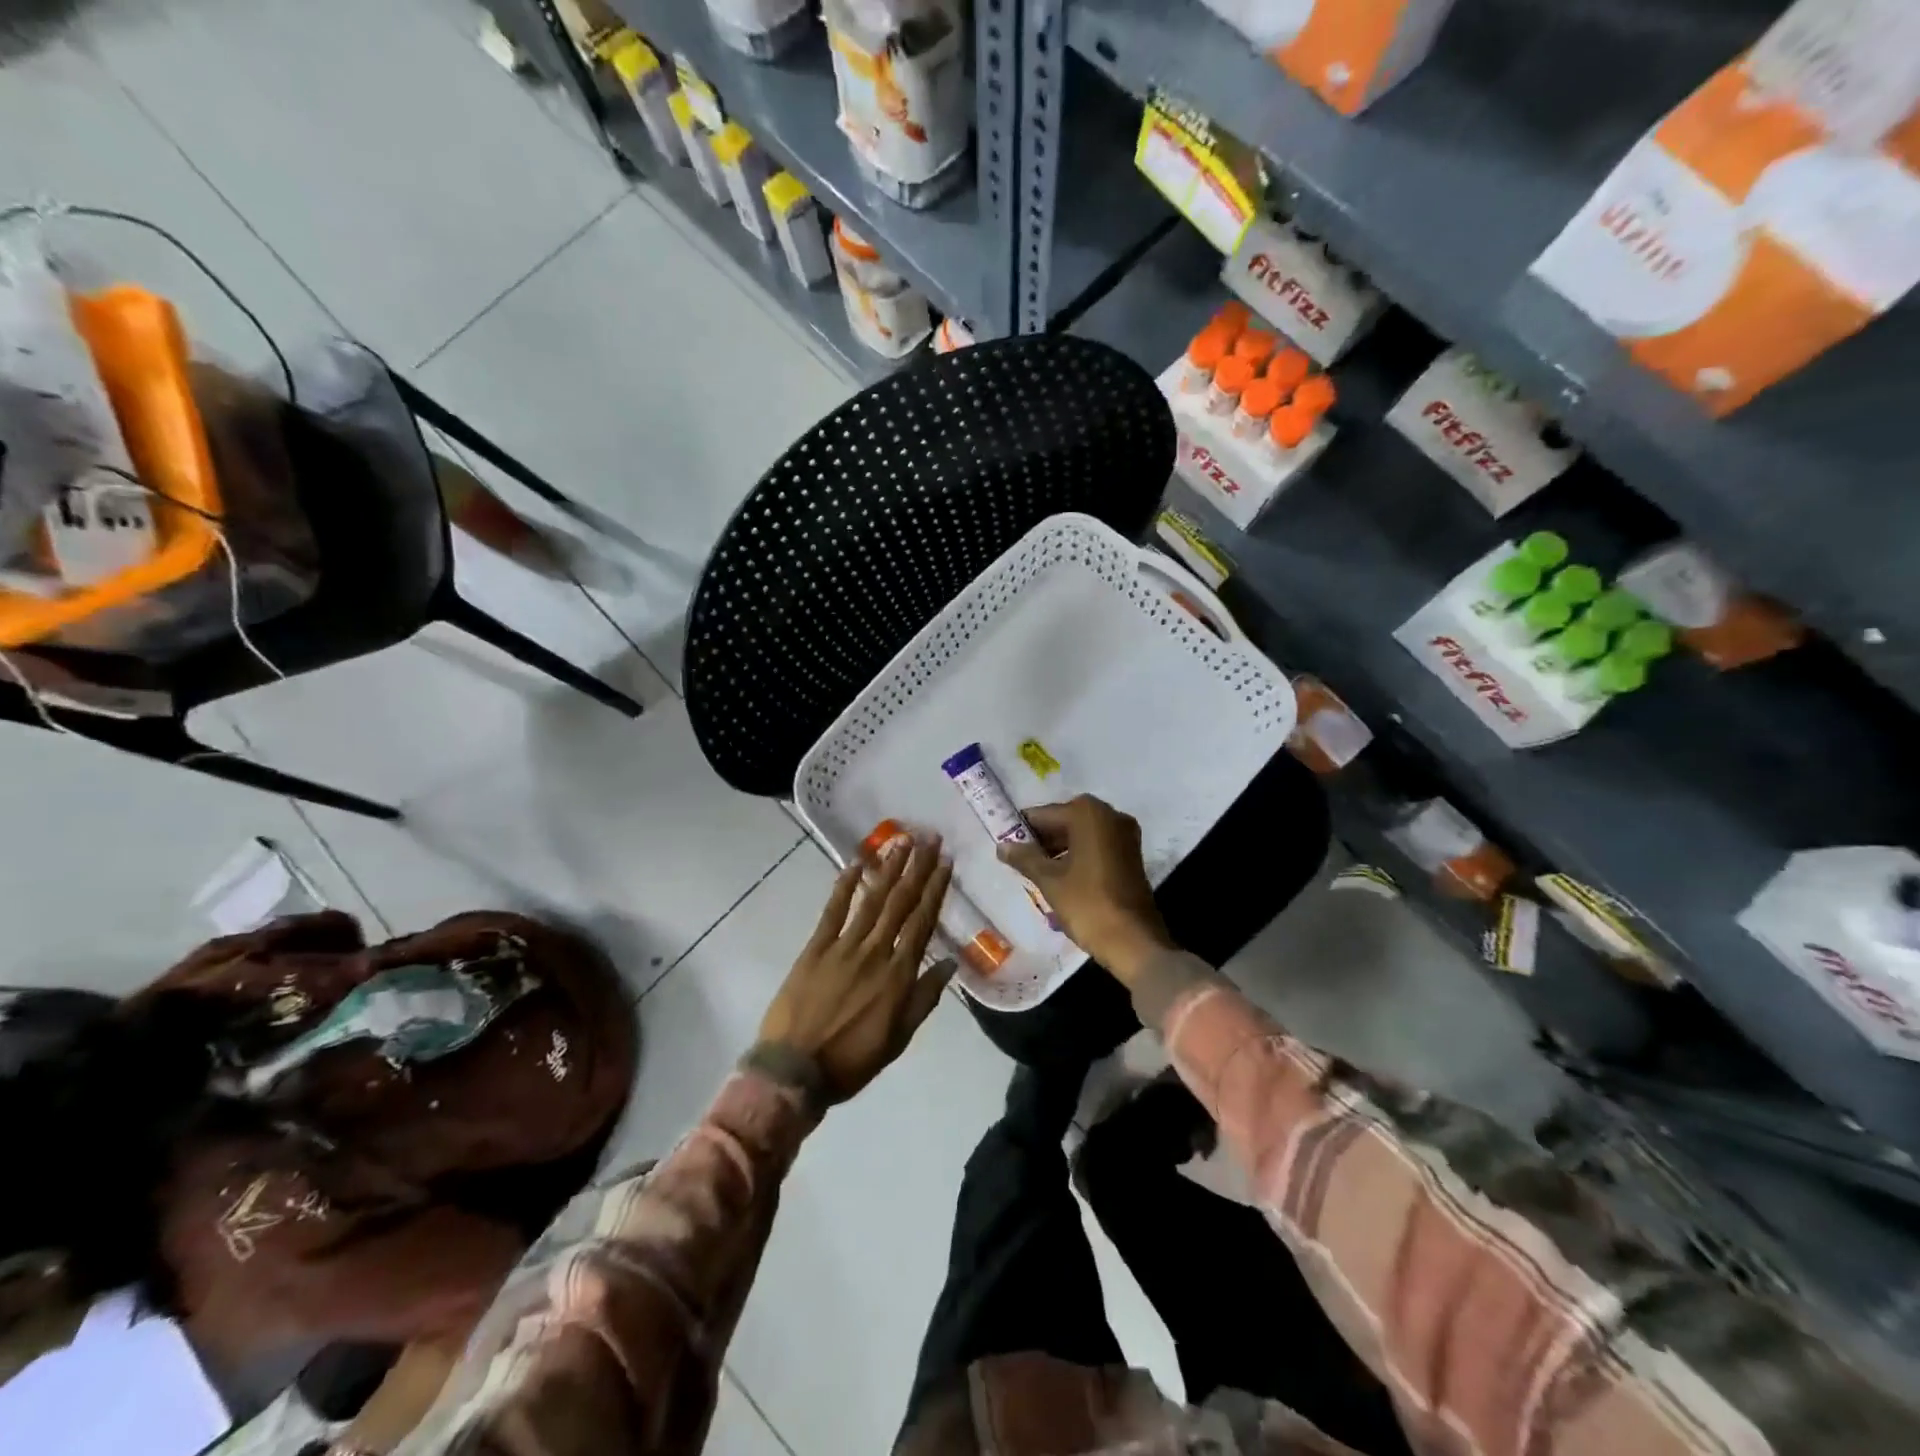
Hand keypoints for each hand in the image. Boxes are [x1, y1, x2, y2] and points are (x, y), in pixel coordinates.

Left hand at [758, 837, 956, 1103]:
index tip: (945, 863)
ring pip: (872, 900)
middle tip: (929, 839)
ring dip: (888, 869)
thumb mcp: (899, 1038)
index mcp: (898, 975)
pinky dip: (844, 887)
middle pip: (901, 903)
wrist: (794, 1071)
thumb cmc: (852, 1061)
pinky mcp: (815, 948)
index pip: (922, 922)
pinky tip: (855, 865)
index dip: (935, 890)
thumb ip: (924, 998)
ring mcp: (843, 947)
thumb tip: (950, 963)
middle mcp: (875, 952)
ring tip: (901, 842)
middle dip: (917, 869)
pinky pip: (833, 911)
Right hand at [998, 796, 1173, 987]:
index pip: (1044, 814)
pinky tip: (1061, 879)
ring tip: (1037, 874)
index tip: (1006, 846)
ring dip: (1058, 850)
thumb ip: (1024, 858)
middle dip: (1042, 841)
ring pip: (1081, 835)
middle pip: (1064, 822)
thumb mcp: (1049, 880)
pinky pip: (1096, 847)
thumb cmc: (1088, 904)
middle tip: (1019, 862)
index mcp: (1088, 813)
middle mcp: (1110, 815)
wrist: (1134, 941)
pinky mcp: (1132, 855)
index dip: (1022, 830)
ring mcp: (1125, 835)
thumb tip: (1002, 846)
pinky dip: (1078, 857)